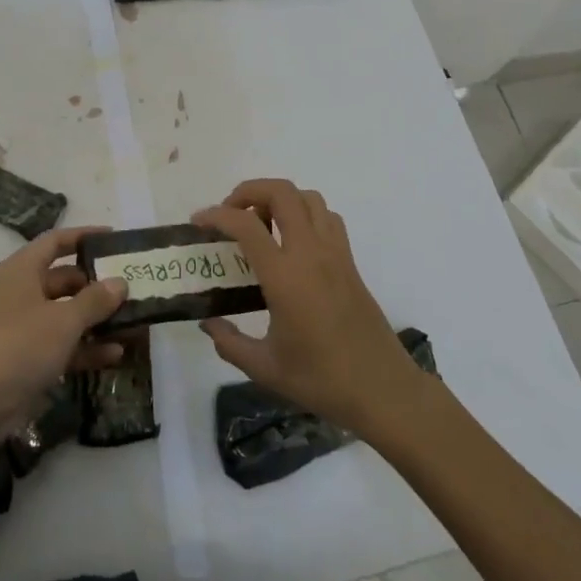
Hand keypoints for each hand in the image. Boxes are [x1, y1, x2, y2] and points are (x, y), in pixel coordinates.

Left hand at [0, 227, 127, 447]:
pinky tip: (117, 354)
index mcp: (22, 270)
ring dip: (97, 320)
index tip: (115, 238)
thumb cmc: (19, 346)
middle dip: (98, 285)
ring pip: (67, 315)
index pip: (56, 242)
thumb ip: (95, 300)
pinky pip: (64, 345)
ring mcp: (24, 328)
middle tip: (133, 288)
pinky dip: (87, 348)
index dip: (84, 236)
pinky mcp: (28, 359)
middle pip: (66, 280)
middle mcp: (22, 293)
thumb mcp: (63, 320)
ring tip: (134, 322)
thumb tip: (120, 283)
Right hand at [195, 180, 427, 436]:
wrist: (383, 390)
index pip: (246, 225)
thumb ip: (229, 343)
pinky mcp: (350, 261)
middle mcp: (310, 253)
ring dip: (280, 198)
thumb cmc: (321, 380)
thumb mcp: (265, 368)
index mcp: (285, 276)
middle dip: (249, 191)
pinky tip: (293, 242)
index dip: (216, 215)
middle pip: (281, 192)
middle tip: (231, 214)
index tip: (198, 222)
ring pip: (308, 198)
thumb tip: (208, 323)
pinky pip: (327, 218)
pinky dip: (305, 213)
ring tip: (262, 225)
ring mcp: (335, 253)